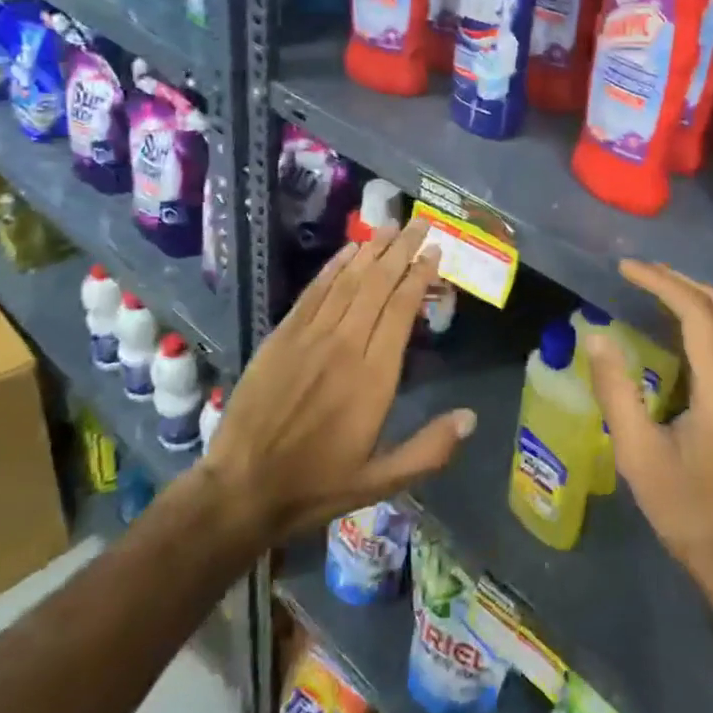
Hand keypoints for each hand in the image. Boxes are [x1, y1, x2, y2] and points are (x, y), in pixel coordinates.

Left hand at [200, 218, 475, 547]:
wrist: (241, 489)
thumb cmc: (316, 485)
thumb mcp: (380, 482)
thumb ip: (429, 449)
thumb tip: (471, 417)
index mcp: (373, 377)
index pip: (400, 309)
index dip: (418, 276)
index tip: (434, 251)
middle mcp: (344, 345)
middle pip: (378, 284)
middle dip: (401, 250)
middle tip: (420, 223)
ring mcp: (310, 337)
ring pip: (348, 281)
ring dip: (372, 250)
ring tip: (391, 225)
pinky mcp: (282, 336)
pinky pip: (314, 292)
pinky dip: (334, 267)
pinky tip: (349, 250)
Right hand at [586, 262, 712, 636]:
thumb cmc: (690, 514)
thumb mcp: (640, 456)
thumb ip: (616, 391)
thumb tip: (597, 336)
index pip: (696, 311)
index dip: (660, 282)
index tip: (625, 269)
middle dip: (677, 282)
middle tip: (636, 273)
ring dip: (692, 300)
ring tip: (651, 291)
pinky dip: (704, 323)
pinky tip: (676, 332)